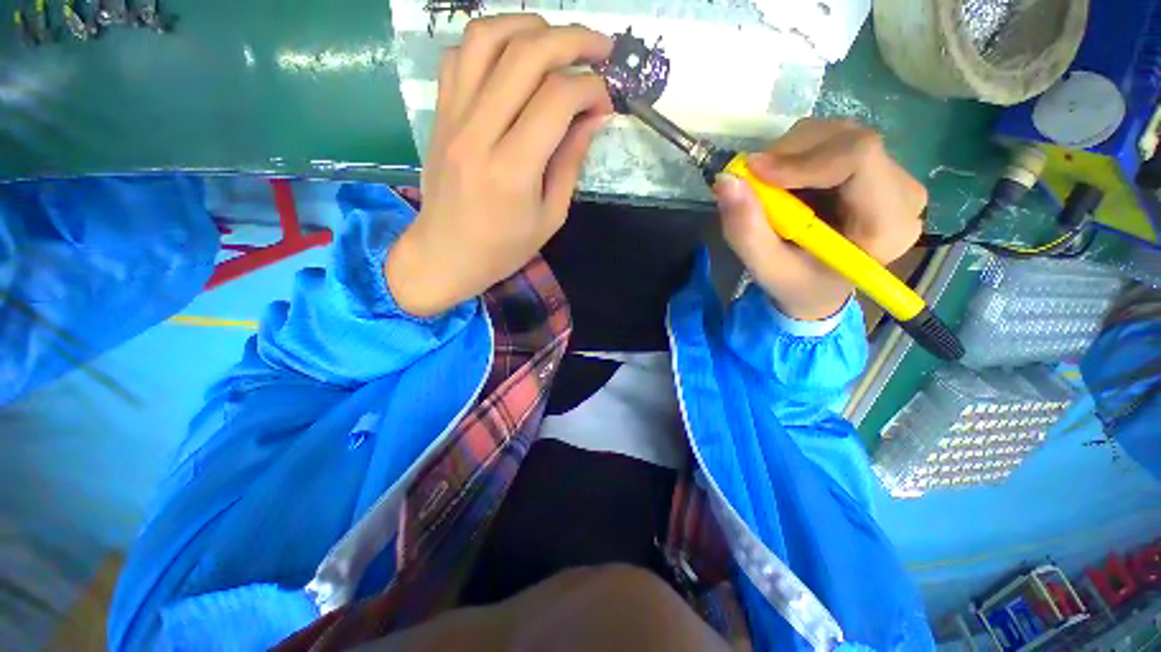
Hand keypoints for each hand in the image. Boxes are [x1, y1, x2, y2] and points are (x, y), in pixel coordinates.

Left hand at [386, 15, 613, 316]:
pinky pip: (459, 55)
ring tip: (558, 39)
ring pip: (487, 38)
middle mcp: (479, 133)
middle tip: (601, 49)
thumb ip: (570, 163)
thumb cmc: (503, 248)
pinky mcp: (439, 114)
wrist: (445, 254)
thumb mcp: (550, 217)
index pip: (557, 99)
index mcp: (513, 170)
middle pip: (526, 55)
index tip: (606, 103)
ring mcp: (452, 117)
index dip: (591, 89)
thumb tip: (593, 118)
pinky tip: (513, 57)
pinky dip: (491, 42)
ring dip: (530, 25)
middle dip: (573, 40)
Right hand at [713, 118, 926, 320]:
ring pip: (835, 134)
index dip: (802, 159)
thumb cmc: (798, 286)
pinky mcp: (873, 166)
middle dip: (788, 155)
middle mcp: (902, 191)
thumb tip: (726, 181)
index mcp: (888, 224)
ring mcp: (892, 174)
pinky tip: (785, 185)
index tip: (753, 173)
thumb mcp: (767, 268)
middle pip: (846, 139)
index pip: (859, 157)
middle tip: (752, 184)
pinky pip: (831, 140)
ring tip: (769, 192)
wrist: (818, 288)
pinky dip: (794, 156)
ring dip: (788, 155)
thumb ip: (746, 231)